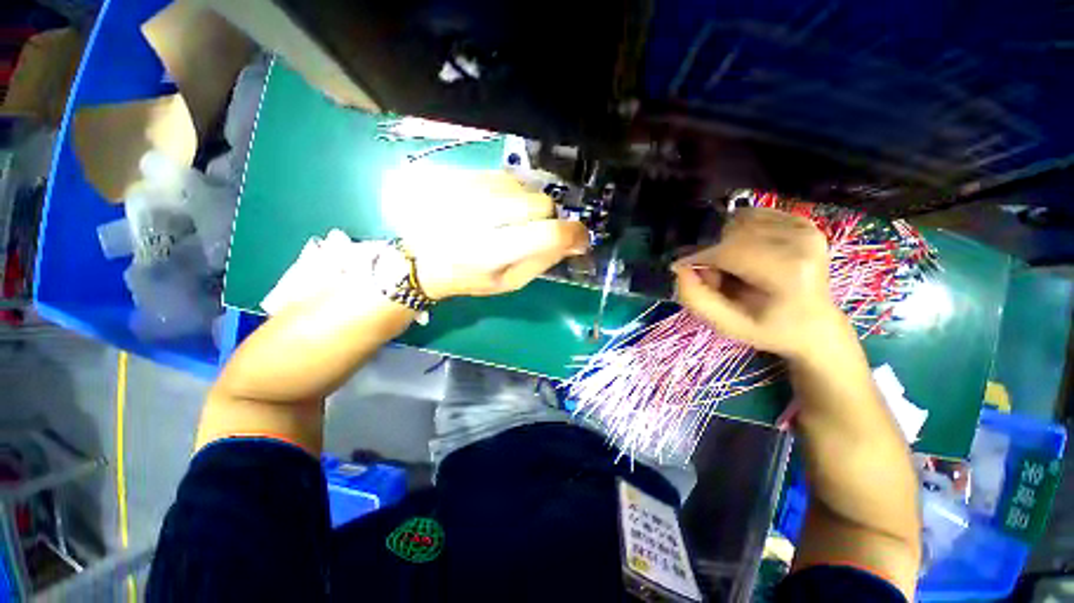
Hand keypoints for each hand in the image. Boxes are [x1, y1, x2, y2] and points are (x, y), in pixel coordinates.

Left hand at [380, 167, 589, 298]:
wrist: (419, 257)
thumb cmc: (468, 277)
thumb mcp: (508, 282)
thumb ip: (543, 261)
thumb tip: (575, 241)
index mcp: (491, 253)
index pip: (548, 234)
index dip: (573, 234)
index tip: (579, 238)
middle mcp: (480, 216)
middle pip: (541, 203)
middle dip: (547, 218)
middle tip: (533, 230)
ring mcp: (468, 190)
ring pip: (524, 186)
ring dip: (526, 203)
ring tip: (508, 219)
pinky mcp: (460, 175)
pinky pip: (505, 176)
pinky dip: (510, 191)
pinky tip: (495, 206)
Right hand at [671, 207, 847, 358]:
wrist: (813, 325)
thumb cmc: (768, 328)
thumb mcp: (726, 325)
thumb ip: (696, 298)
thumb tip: (680, 268)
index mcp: (789, 272)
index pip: (730, 251)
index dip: (699, 258)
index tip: (682, 268)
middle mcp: (802, 242)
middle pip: (733, 233)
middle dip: (714, 253)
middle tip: (717, 277)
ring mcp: (806, 228)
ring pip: (740, 220)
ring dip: (726, 241)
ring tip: (734, 266)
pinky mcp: (803, 222)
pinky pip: (753, 215)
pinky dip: (740, 232)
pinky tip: (748, 253)